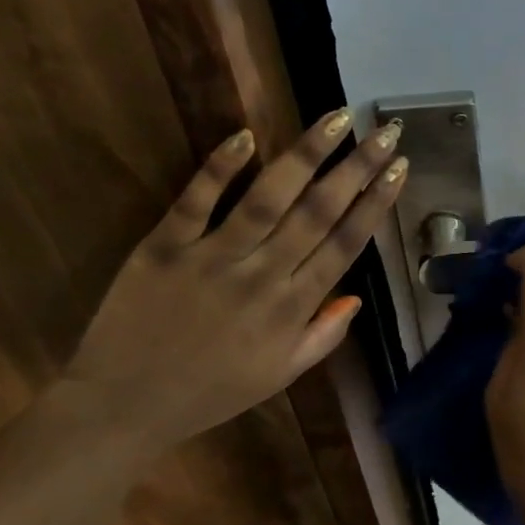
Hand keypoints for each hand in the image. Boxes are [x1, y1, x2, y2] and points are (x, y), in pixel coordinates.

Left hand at [58, 111, 406, 457]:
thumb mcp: (281, 374)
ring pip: (267, 198)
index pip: (345, 244)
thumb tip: (356, 296)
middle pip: (318, 212)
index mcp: (293, 308)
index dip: (375, 202)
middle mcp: (262, 276)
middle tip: (385, 130)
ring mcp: (211, 258)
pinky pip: (195, 201)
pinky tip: (245, 135)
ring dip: (305, 155)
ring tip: (336, 118)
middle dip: (357, 167)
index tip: (398, 167)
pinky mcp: (163, 248)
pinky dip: (219, 168)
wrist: (126, 406)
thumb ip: (324, 335)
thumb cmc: (212, 392)